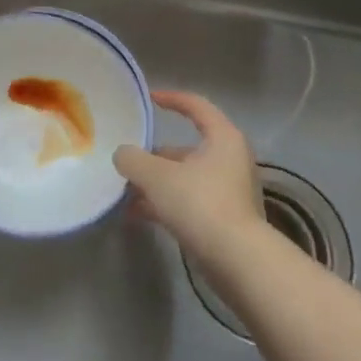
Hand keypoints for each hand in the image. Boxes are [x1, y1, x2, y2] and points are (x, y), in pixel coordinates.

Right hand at [115, 91, 262, 268]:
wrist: (237, 261)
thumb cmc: (199, 203)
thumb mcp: (156, 176)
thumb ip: (132, 159)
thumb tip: (123, 155)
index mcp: (222, 138)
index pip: (196, 106)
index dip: (171, 98)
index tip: (148, 99)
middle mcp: (230, 160)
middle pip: (186, 148)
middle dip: (153, 155)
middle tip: (127, 160)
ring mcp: (229, 191)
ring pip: (185, 177)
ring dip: (155, 183)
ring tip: (124, 191)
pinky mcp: (225, 219)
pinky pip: (189, 201)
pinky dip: (165, 204)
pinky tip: (137, 215)